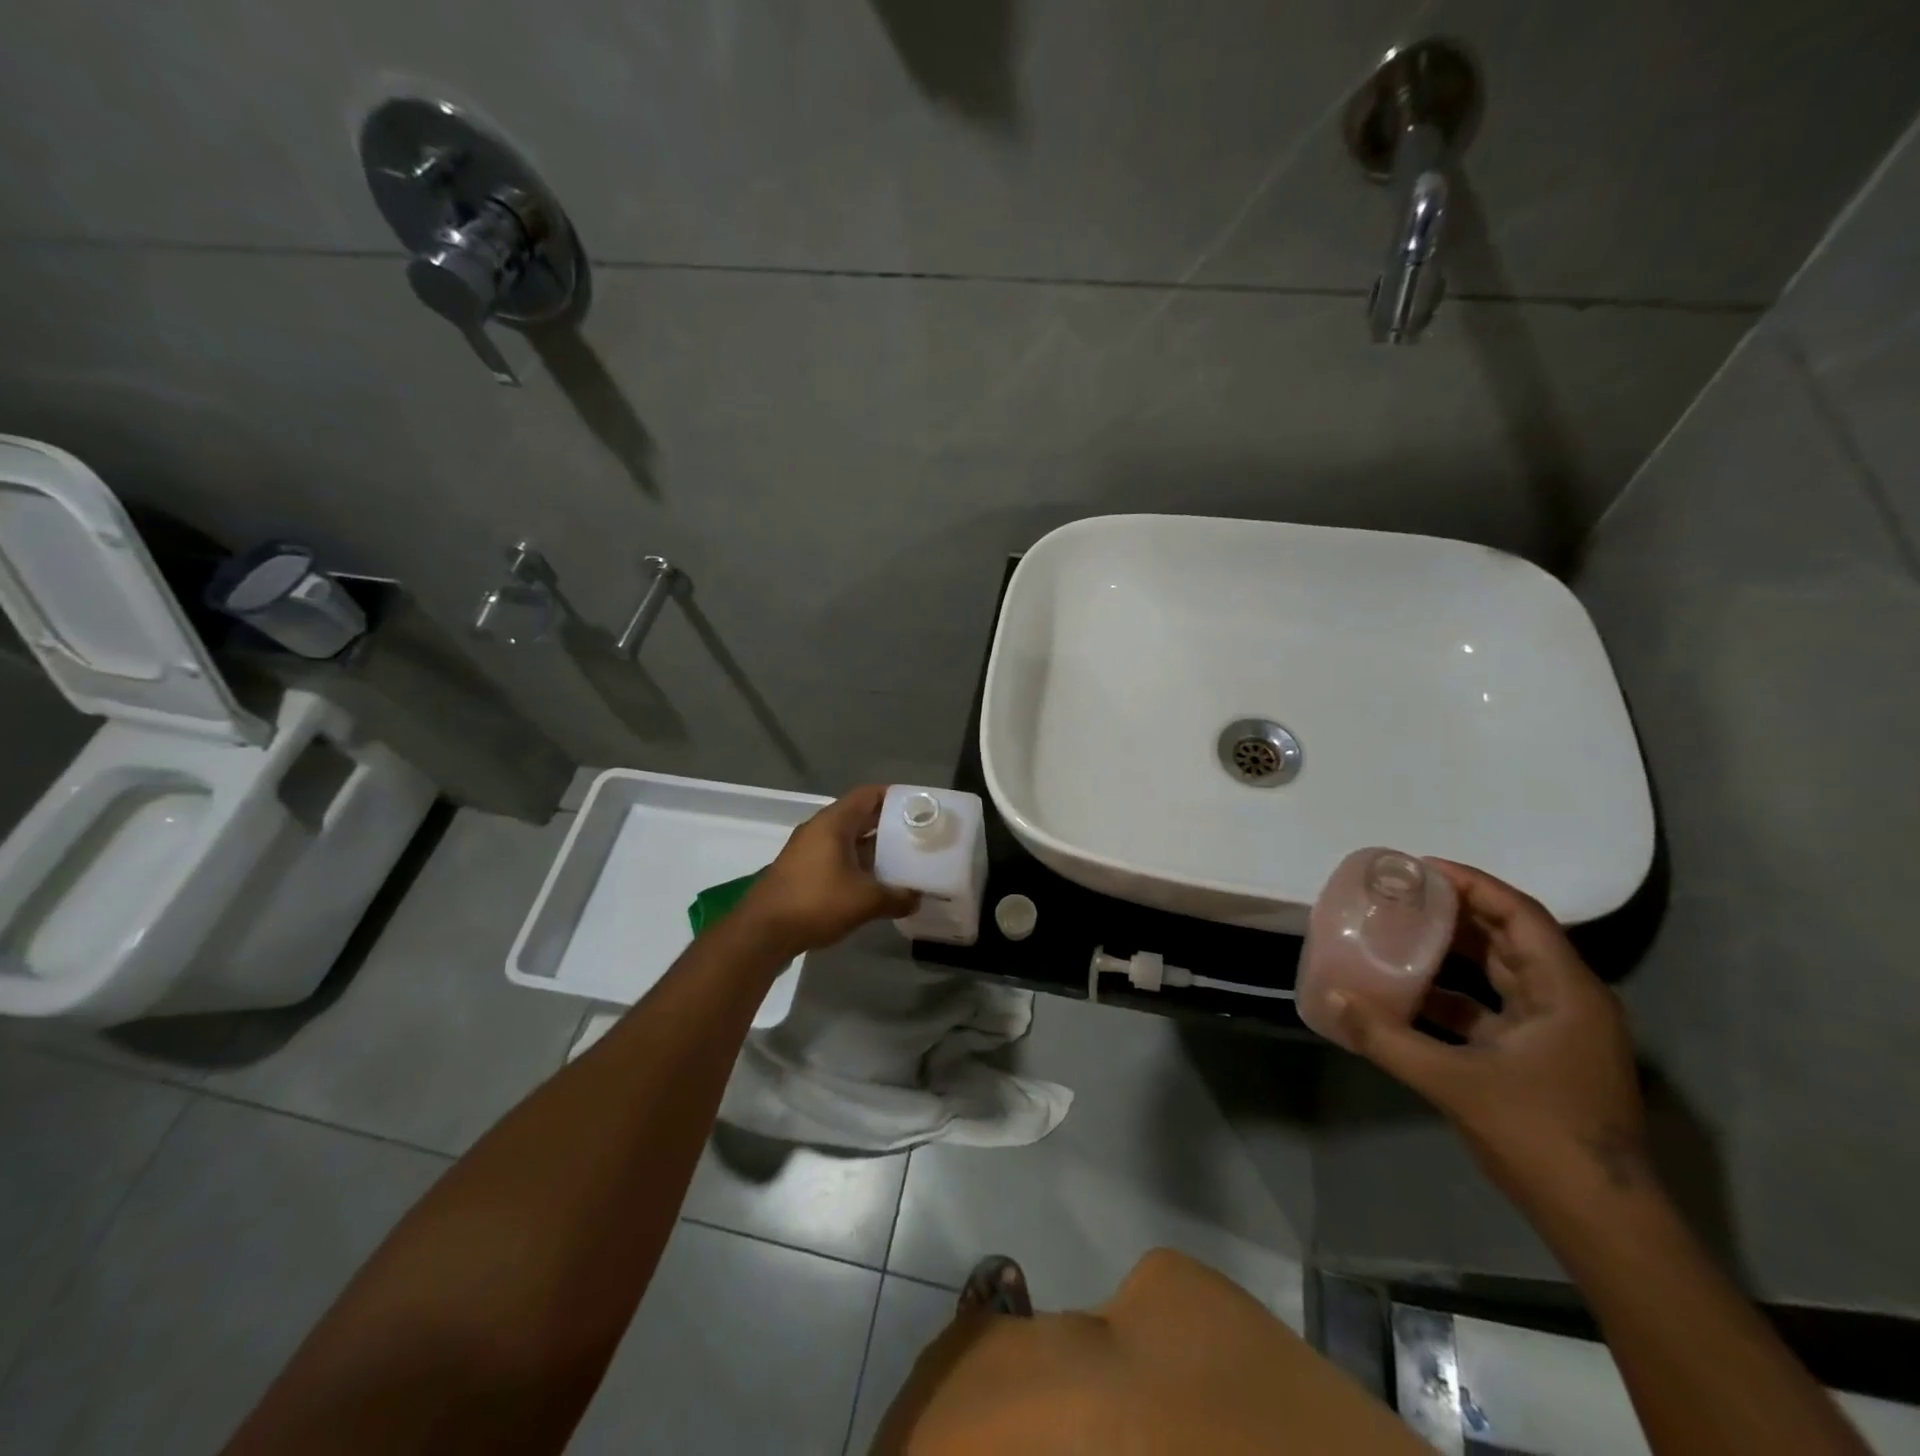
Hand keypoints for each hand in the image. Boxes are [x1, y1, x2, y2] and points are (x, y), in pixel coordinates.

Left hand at [737, 785, 919, 957]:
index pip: (868, 795)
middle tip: (917, 834)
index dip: (895, 797)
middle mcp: (819, 829)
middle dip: (887, 824)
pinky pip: (835, 856)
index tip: (920, 806)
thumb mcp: (865, 901)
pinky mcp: (801, 870)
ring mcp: (807, 850)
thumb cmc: (815, 903)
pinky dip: (856, 863)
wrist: (762, 932)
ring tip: (901, 858)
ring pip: (846, 838)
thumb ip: (896, 897)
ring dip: (872, 846)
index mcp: (833, 823)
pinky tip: (873, 881)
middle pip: (858, 815)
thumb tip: (918, 898)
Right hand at [1330, 860, 1648, 1208]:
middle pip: (1510, 938)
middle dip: (1457, 912)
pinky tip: (1409, 996)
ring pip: (1500, 973)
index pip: (1521, 916)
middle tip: (1402, 895)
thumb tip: (1332, 1001)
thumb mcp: (1455, 1082)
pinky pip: (1492, 1009)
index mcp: (1566, 993)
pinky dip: (1453, 996)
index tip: (1422, 868)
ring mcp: (1557, 1033)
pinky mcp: (1541, 1059)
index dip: (1473, 885)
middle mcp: (1568, 1002)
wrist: (1602, 1222)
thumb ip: (1388, 1038)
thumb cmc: (1541, 1136)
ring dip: (1453, 953)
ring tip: (1400, 933)